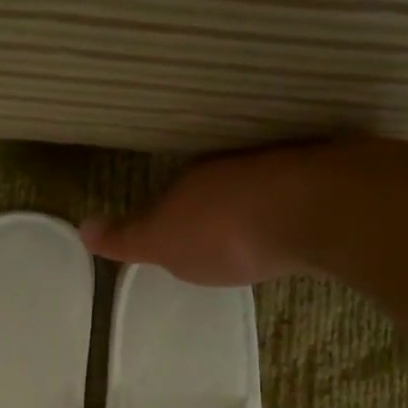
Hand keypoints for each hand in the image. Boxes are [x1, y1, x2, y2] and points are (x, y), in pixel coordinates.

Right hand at [80, 141, 338, 285]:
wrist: (313, 210)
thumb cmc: (225, 232)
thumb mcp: (163, 243)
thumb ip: (126, 238)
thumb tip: (82, 227)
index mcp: (191, 179)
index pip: (170, 195)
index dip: (167, 217)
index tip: (171, 240)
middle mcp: (234, 164)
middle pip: (214, 188)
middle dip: (211, 209)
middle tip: (213, 240)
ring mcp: (281, 166)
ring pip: (257, 186)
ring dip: (253, 207)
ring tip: (256, 236)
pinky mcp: (325, 177)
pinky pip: (297, 192)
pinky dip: (290, 207)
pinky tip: (296, 227)